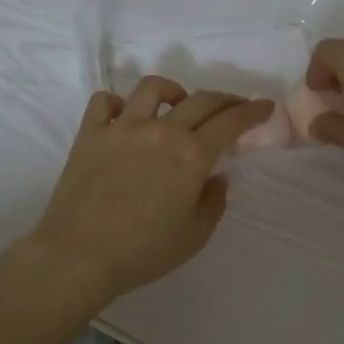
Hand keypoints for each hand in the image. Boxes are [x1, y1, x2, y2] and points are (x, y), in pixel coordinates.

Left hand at [15, 77, 272, 310]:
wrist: (79, 256)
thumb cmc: (143, 252)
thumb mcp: (194, 236)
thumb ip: (213, 202)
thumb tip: (216, 176)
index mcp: (192, 156)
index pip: (231, 122)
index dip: (252, 111)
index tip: (265, 105)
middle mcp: (161, 131)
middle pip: (201, 100)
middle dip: (225, 100)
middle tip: (233, 107)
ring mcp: (122, 127)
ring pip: (153, 88)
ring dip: (173, 90)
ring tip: (177, 103)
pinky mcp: (90, 133)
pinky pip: (105, 101)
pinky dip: (119, 104)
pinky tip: (125, 117)